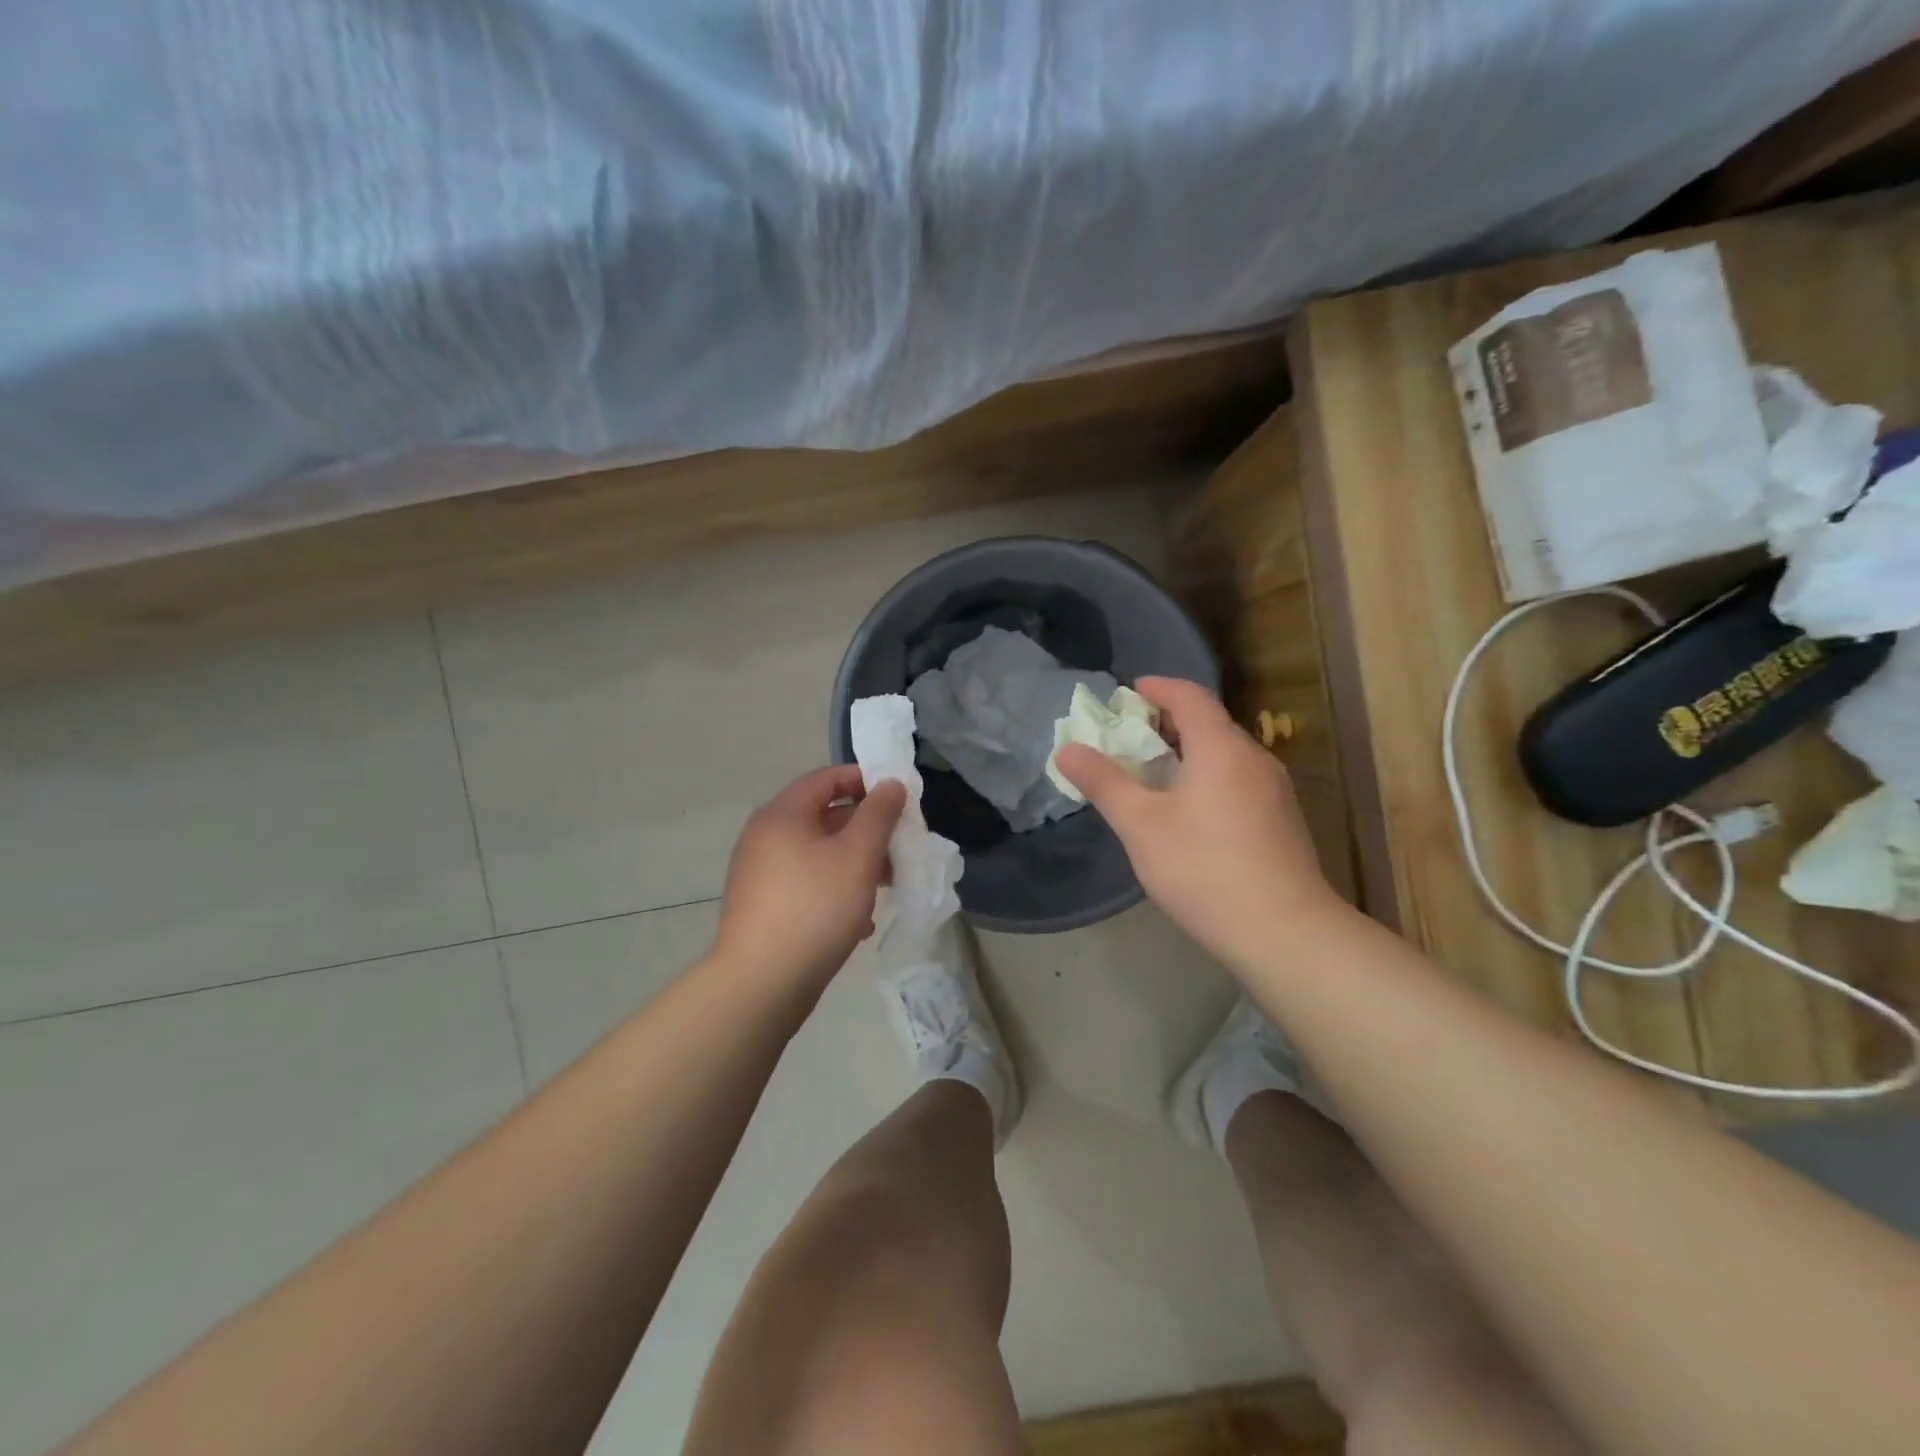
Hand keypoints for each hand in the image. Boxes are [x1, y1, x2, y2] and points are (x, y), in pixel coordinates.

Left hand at [713, 766, 906, 994]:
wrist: (761, 983)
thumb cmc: (815, 907)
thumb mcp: (858, 855)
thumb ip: (879, 814)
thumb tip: (889, 784)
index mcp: (782, 814)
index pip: (827, 778)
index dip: (865, 781)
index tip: (899, 798)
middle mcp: (765, 836)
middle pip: (823, 816)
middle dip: (866, 830)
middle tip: (898, 848)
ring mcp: (759, 873)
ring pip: (818, 854)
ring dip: (854, 864)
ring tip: (884, 888)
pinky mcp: (762, 905)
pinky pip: (806, 883)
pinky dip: (834, 890)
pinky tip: (857, 922)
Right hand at [1054, 678, 1343, 972]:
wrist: (1285, 932)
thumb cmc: (1204, 869)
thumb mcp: (1141, 825)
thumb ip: (1103, 783)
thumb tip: (1067, 749)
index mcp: (1221, 748)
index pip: (1189, 696)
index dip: (1157, 688)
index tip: (1128, 693)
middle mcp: (1254, 759)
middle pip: (1209, 724)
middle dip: (1167, 723)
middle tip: (1129, 740)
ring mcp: (1275, 791)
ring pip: (1225, 755)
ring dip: (1188, 753)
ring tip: (1153, 778)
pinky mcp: (1283, 821)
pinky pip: (1238, 781)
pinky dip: (1208, 778)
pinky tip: (1190, 814)